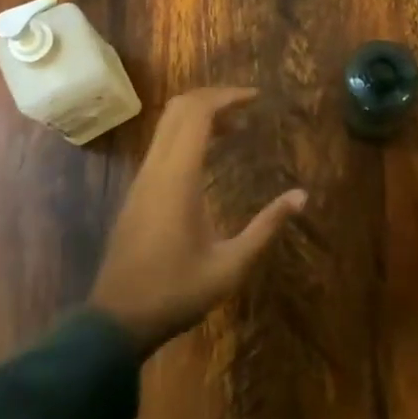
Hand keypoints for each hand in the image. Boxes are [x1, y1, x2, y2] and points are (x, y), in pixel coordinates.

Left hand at [89, 87, 306, 355]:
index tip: (256, 98)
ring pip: (167, 125)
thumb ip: (266, 227)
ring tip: (235, 128)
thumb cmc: (176, 292)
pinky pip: (161, 145)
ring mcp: (141, 179)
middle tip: (246, 107)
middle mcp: (156, 168)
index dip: (227, 97)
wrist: (115, 322)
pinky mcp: (137, 192)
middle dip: (214, 98)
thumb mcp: (230, 266)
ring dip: (199, 116)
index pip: (198, 113)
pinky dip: (187, 135)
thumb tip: (302, 196)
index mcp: (178, 177)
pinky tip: (209, 156)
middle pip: (179, 109)